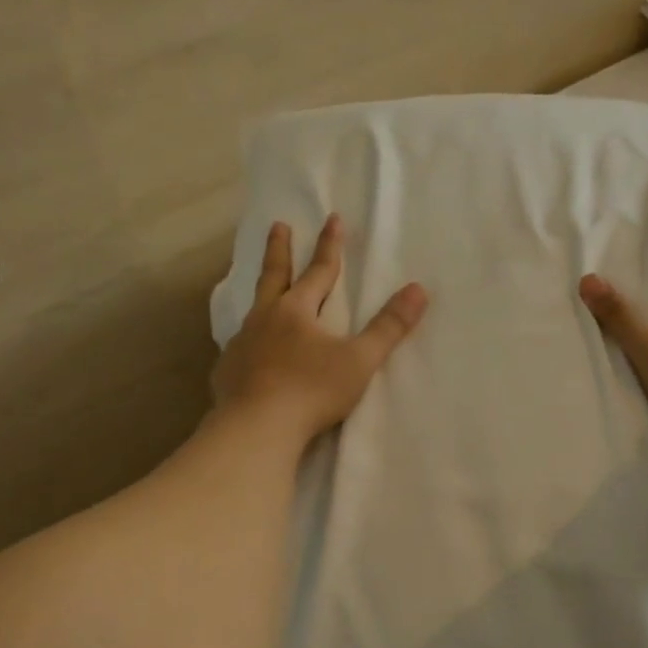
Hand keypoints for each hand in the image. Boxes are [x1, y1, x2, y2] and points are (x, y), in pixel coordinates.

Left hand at [213, 214, 428, 446]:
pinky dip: (250, 338)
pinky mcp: (228, 371)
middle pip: (274, 276)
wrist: (256, 429)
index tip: (332, 218)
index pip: (318, 271)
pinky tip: (250, 349)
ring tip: (264, 289)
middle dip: (280, 249)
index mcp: (297, 311)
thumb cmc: (312, 390)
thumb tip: (418, 289)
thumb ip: (389, 326)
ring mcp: (242, 344)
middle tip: (277, 224)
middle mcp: (265, 319)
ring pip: (253, 309)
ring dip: (262, 293)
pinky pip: (241, 345)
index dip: (329, 245)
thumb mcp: (359, 360)